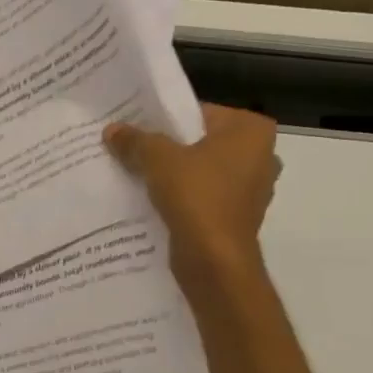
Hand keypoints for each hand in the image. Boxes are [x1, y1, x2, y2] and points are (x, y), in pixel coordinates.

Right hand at [104, 104, 280, 285]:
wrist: (214, 260)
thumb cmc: (196, 196)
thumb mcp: (157, 159)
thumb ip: (135, 140)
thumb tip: (112, 130)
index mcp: (251, 131)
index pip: (199, 112)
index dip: (164, 119)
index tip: (134, 127)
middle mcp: (260, 155)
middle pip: (199, 141)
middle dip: (167, 147)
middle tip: (130, 148)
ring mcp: (251, 188)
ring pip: (200, 170)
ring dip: (172, 173)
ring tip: (135, 173)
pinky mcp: (237, 215)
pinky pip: (202, 195)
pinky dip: (181, 196)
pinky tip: (152, 200)